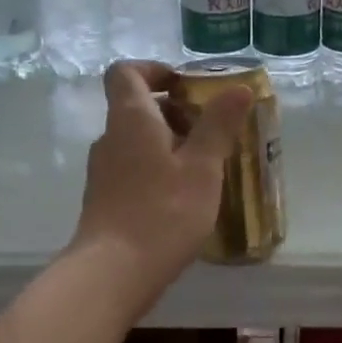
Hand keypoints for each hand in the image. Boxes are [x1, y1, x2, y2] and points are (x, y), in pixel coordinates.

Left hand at [69, 60, 251, 298]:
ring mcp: (103, 171)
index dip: (154, 69)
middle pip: (135, 107)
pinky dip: (156, 171)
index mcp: (130, 119)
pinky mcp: (104, 200)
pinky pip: (132, 170)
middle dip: (173, 112)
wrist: (113, 273)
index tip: (185, 86)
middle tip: (210, 131)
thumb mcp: (202, 167)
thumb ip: (218, 125)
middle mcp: (110, 138)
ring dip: (168, 144)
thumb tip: (238, 87)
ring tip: (204, 167)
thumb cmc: (162, 212)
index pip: (126, 72)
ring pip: (136, 142)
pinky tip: (183, 198)